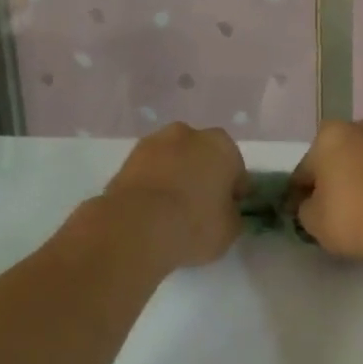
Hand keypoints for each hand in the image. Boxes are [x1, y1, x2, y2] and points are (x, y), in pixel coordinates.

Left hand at [100, 123, 245, 270]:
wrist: (137, 227)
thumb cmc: (194, 223)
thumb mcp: (230, 229)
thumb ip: (232, 214)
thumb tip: (225, 210)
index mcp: (221, 145)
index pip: (236, 169)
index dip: (233, 191)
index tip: (227, 211)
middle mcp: (188, 134)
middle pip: (202, 156)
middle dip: (202, 176)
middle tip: (199, 208)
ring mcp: (153, 143)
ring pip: (173, 160)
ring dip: (175, 176)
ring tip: (171, 210)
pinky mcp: (127, 159)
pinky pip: (150, 172)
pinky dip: (153, 184)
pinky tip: (151, 209)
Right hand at [292, 117, 362, 264]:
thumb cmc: (353, 216)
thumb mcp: (313, 221)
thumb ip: (306, 207)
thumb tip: (313, 203)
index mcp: (330, 135)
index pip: (306, 168)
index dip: (301, 191)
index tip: (302, 210)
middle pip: (341, 155)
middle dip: (337, 175)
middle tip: (335, 206)